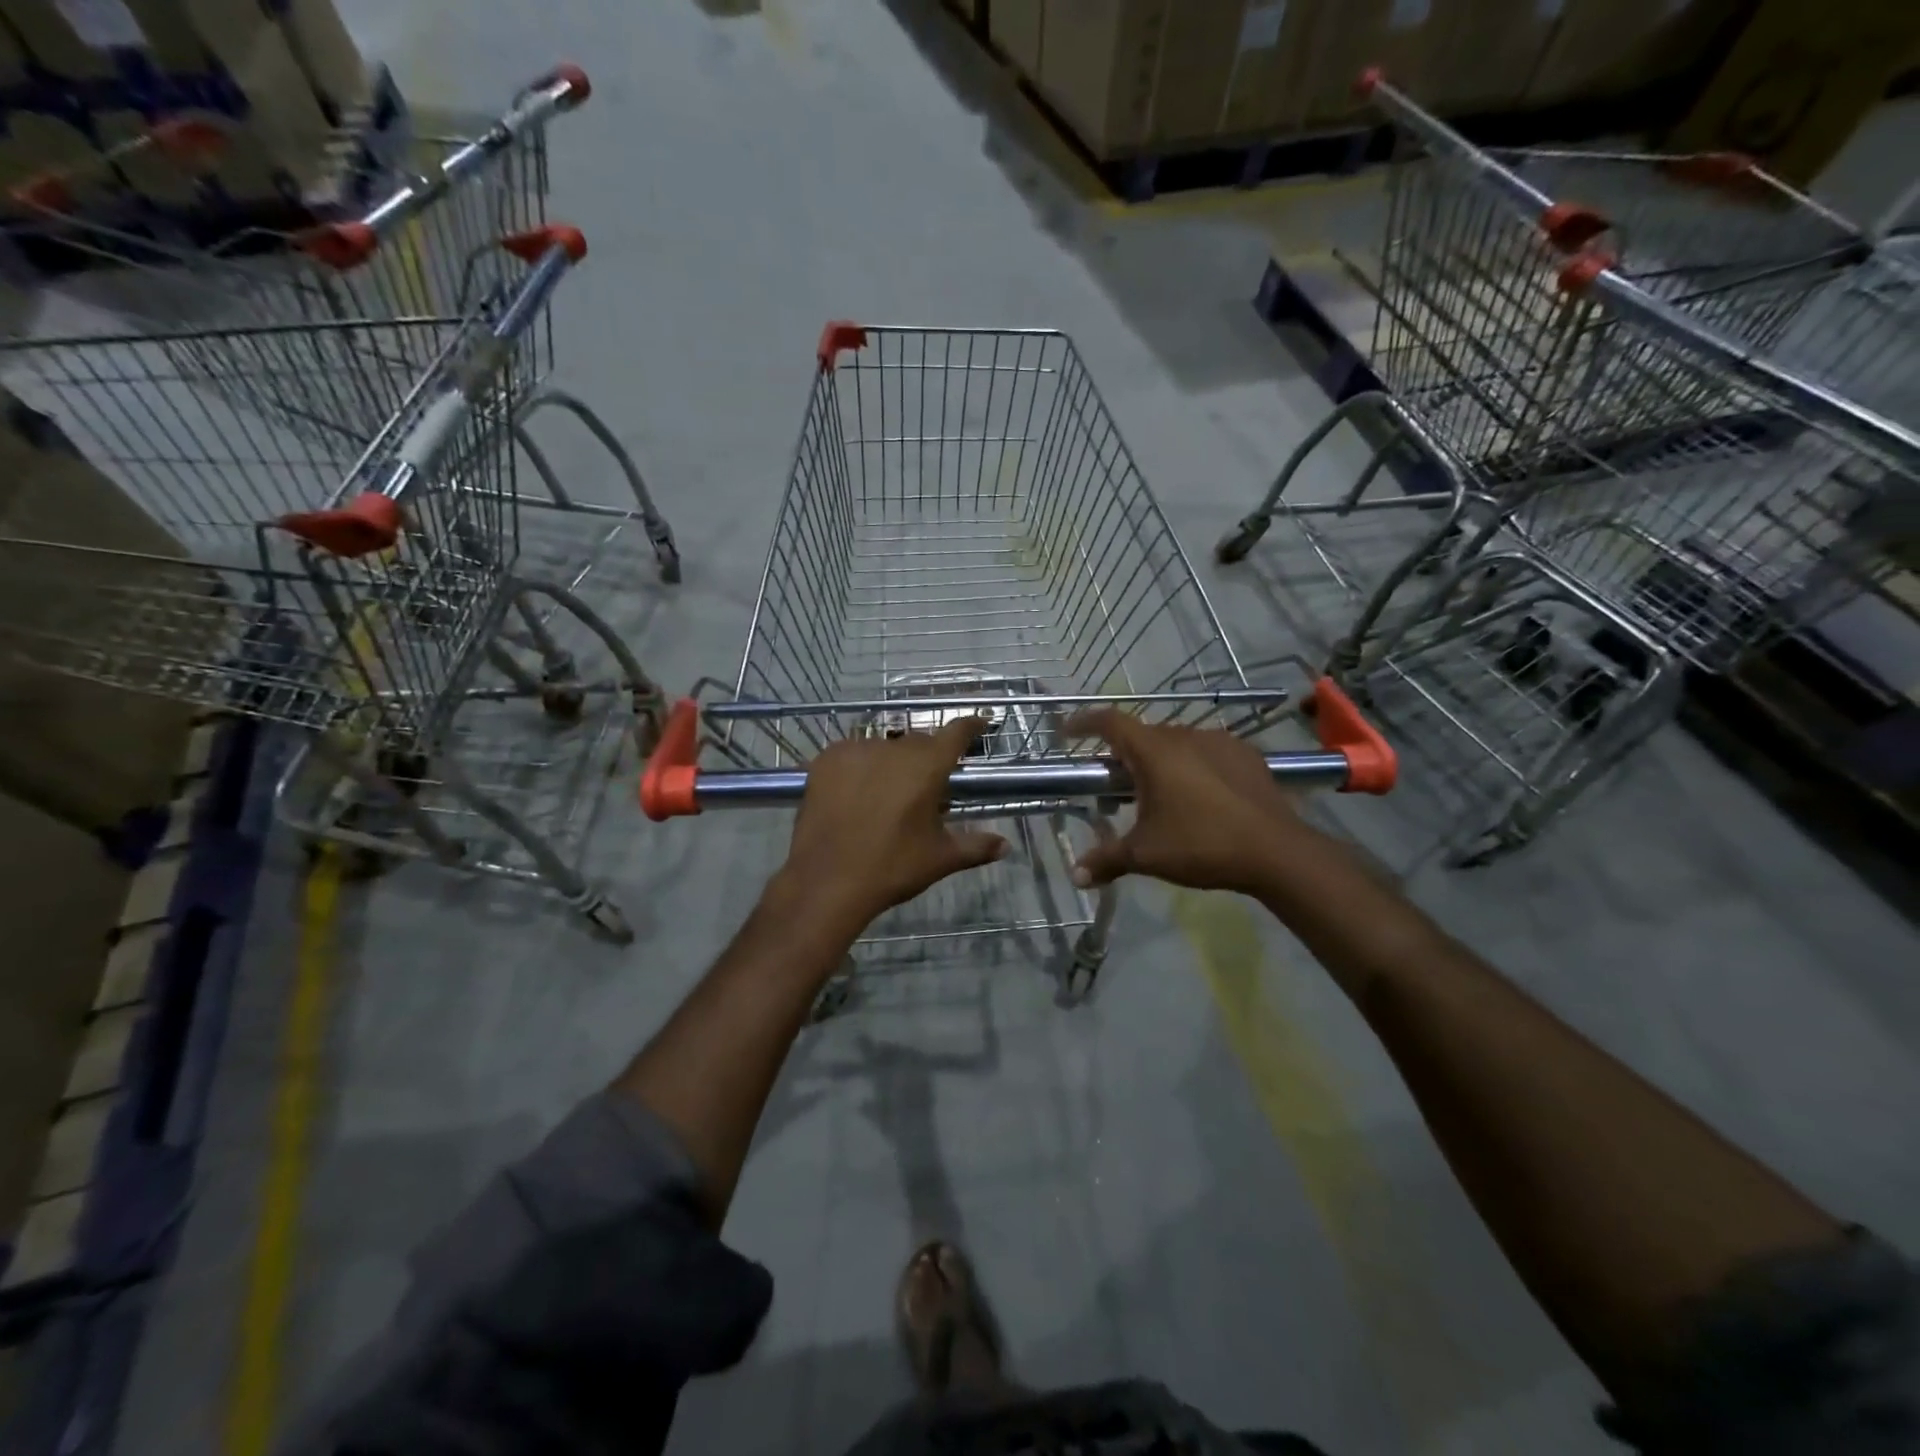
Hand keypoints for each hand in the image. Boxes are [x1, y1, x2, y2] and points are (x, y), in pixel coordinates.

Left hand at [781, 718, 1007, 929]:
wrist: (828, 880)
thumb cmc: (892, 867)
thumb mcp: (941, 858)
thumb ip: (976, 846)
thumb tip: (1005, 845)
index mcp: (927, 766)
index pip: (956, 732)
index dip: (970, 726)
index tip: (980, 723)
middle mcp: (893, 748)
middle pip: (919, 742)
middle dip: (927, 758)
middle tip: (928, 786)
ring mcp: (856, 750)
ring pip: (883, 748)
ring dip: (892, 763)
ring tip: (887, 794)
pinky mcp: (826, 760)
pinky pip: (852, 753)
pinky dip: (860, 766)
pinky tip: (856, 791)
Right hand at [1065, 710, 1301, 895]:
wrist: (1276, 852)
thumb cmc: (1201, 845)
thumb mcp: (1146, 855)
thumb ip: (1106, 860)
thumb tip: (1076, 876)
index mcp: (1153, 751)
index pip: (1109, 722)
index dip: (1083, 722)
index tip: (1066, 731)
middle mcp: (1184, 735)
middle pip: (1142, 735)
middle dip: (1122, 754)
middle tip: (1113, 784)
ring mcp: (1219, 741)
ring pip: (1175, 743)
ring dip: (1159, 760)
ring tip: (1157, 793)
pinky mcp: (1245, 755)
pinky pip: (1206, 752)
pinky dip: (1192, 766)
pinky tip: (1198, 795)